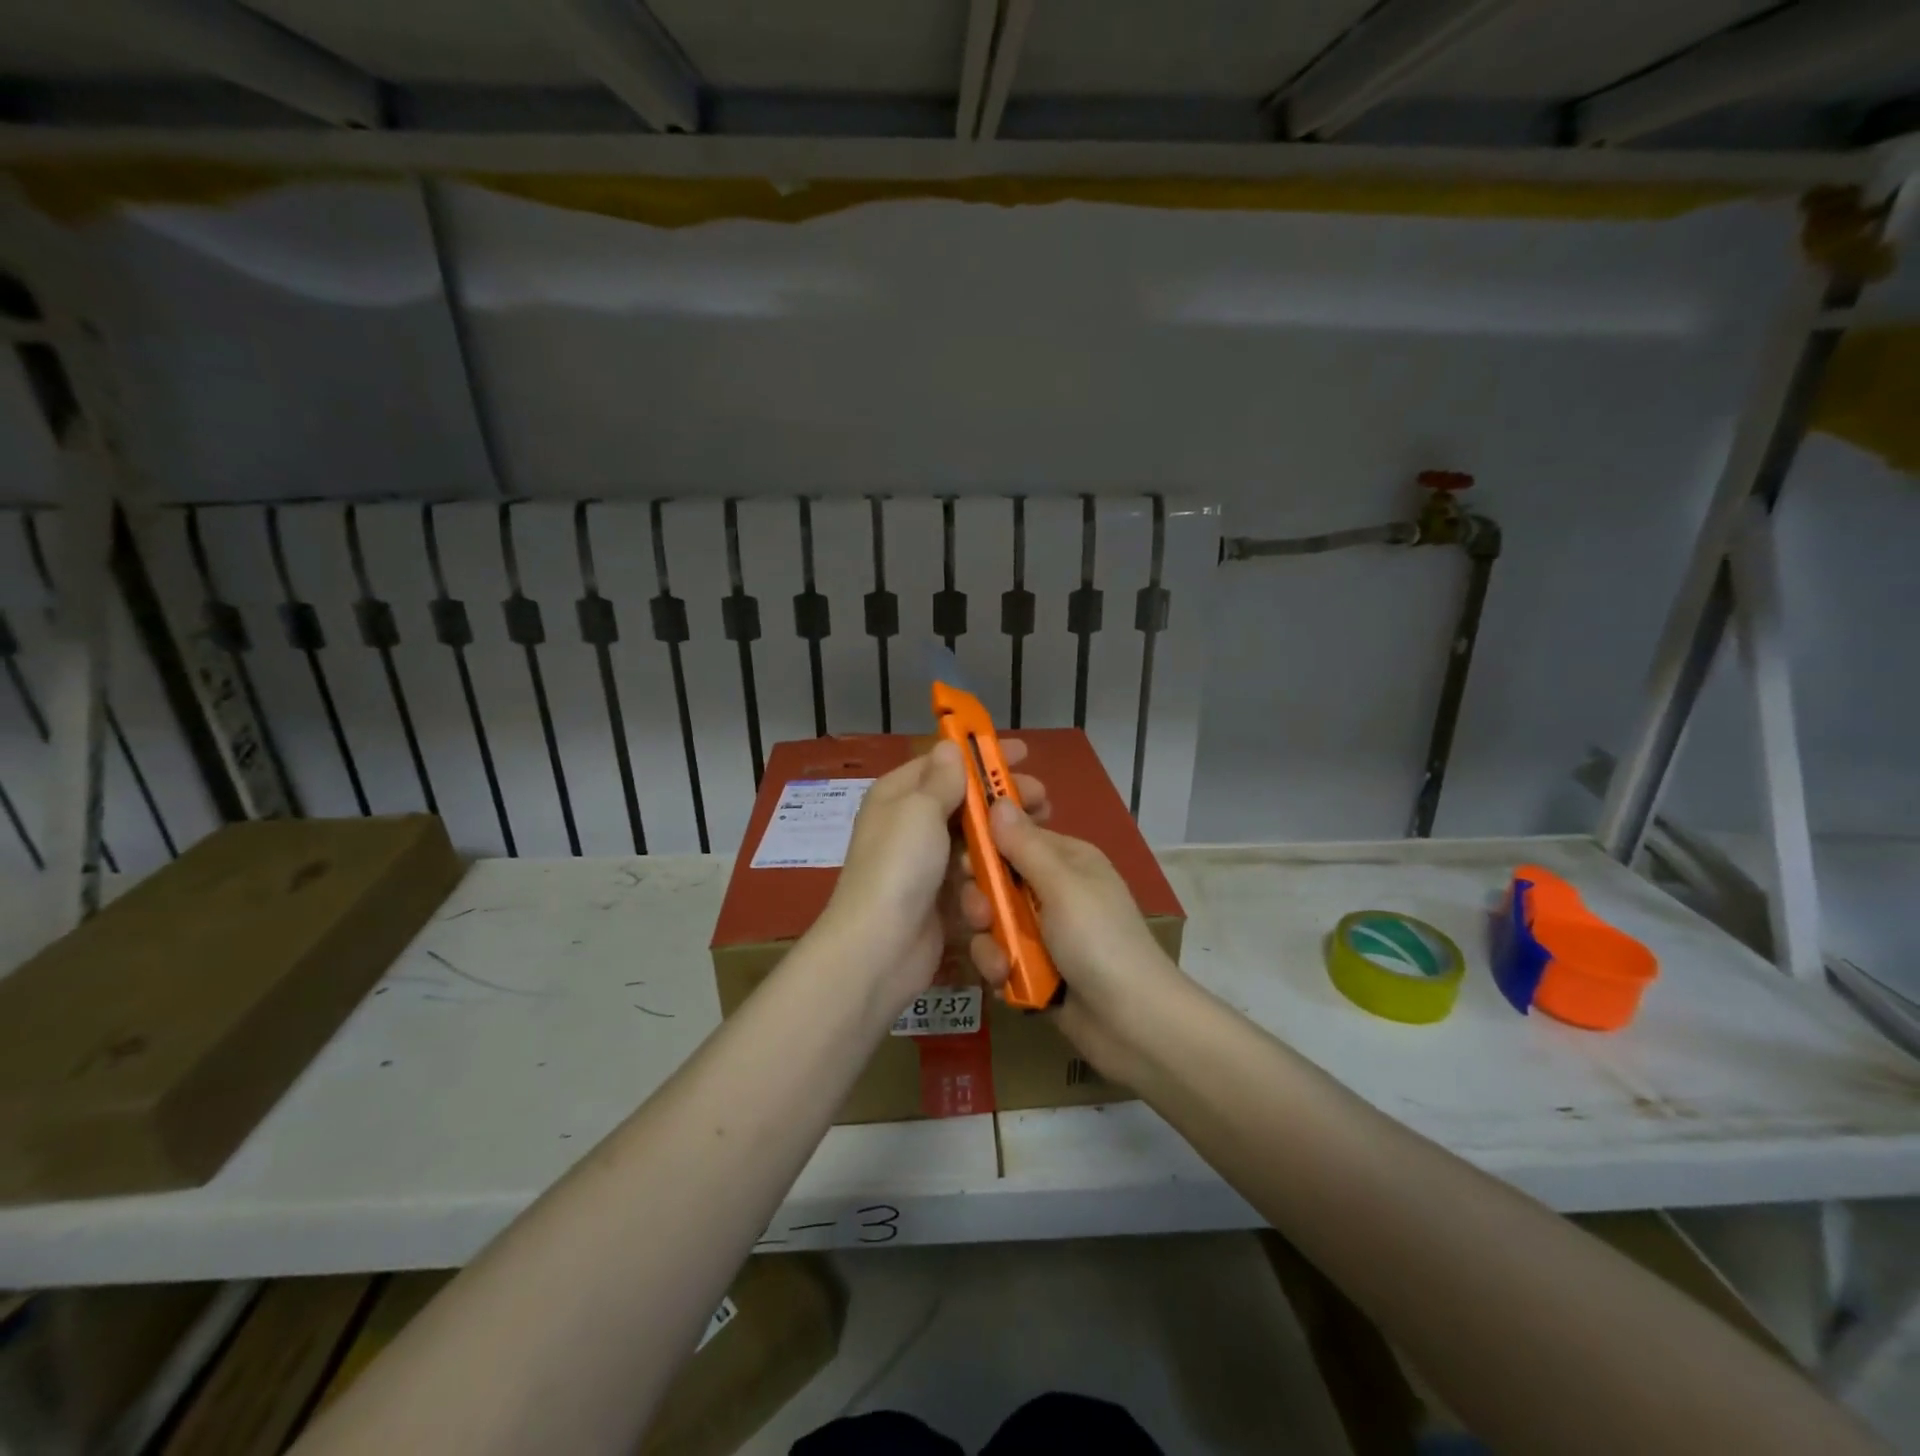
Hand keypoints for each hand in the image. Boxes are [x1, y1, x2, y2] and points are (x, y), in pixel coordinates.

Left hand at [816, 739, 1046, 1014]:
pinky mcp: (942, 896)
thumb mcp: (919, 810)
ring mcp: (927, 862)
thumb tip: (950, 744)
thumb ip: (942, 779)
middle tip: (1041, 798)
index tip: (1022, 754)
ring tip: (1040, 831)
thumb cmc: (899, 867)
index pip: (943, 763)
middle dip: (1001, 797)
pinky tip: (1020, 867)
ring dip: (1003, 833)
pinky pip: (974, 872)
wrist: (880, 947)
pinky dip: (993, 867)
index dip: (980, 755)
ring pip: (973, 837)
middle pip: (964, 801)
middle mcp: (910, 824)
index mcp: (898, 795)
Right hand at [960, 798, 1188, 1080]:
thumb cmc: (1100, 941)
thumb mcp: (1062, 886)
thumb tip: (998, 800)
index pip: (1014, 836)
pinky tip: (1007, 982)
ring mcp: (1043, 931)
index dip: (986, 844)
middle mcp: (1053, 890)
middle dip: (982, 899)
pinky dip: (999, 969)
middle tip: (982, 916)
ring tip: (1002, 962)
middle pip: (996, 880)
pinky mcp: (1034, 968)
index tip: (964, 859)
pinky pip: (999, 956)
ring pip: (992, 922)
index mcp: (1066, 859)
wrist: (1132, 1023)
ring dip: (990, 942)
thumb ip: (1024, 846)